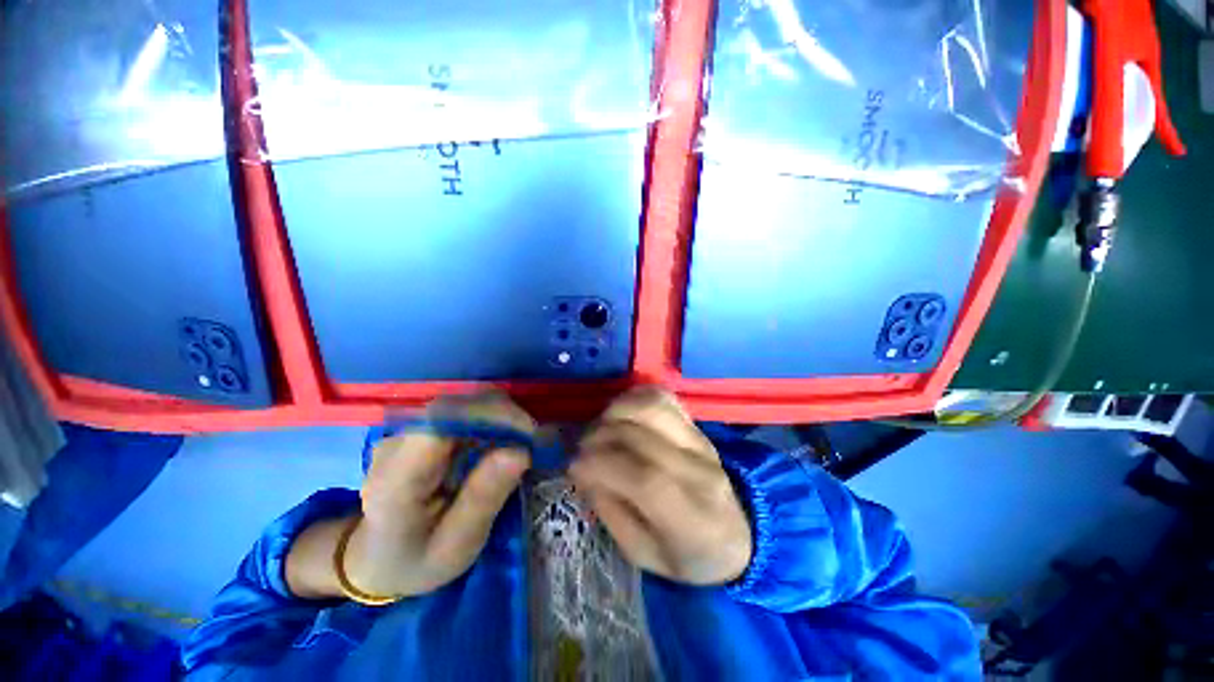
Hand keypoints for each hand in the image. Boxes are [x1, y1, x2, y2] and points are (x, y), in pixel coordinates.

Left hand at [344, 394, 534, 597]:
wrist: (377, 557)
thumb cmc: (417, 560)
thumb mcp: (456, 547)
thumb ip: (484, 499)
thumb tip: (522, 451)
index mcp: (395, 481)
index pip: (440, 424)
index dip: (489, 417)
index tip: (528, 434)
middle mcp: (395, 444)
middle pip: (457, 406)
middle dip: (504, 416)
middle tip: (534, 442)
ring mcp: (406, 431)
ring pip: (464, 403)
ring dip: (501, 416)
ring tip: (522, 443)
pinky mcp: (421, 427)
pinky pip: (463, 411)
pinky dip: (491, 420)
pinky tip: (503, 441)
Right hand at [570, 388, 751, 584]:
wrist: (735, 534)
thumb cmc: (686, 554)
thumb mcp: (644, 555)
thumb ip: (611, 512)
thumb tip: (583, 469)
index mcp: (692, 520)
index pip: (646, 479)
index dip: (602, 466)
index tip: (574, 466)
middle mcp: (700, 472)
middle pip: (641, 437)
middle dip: (599, 438)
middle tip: (582, 451)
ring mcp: (701, 441)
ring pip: (652, 407)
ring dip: (614, 412)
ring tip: (601, 430)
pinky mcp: (696, 424)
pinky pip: (662, 397)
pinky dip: (634, 398)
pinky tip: (621, 415)